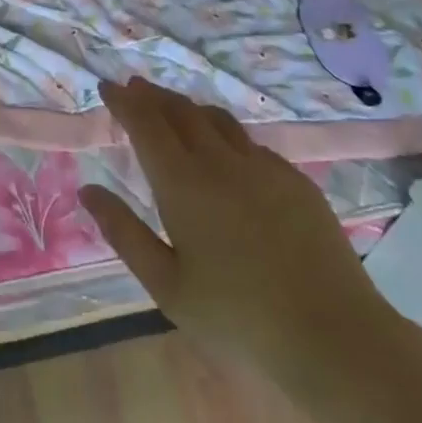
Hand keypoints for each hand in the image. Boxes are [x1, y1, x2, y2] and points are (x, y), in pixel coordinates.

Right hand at [79, 76, 402, 400]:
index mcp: (183, 183)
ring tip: (173, 109)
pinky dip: (223, 133)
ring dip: (188, 107)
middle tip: (134, 88)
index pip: (146, 123)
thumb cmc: (238, 318)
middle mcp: (221, 161)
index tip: (107, 87)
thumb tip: (88, 191)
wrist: (333, 335)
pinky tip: (225, 151)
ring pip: (216, 119)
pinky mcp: (295, 179)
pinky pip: (249, 142)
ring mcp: (263, 166)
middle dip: (152, 96)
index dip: (124, 102)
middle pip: (180, 111)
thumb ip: (124, 233)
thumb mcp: (167, 285)